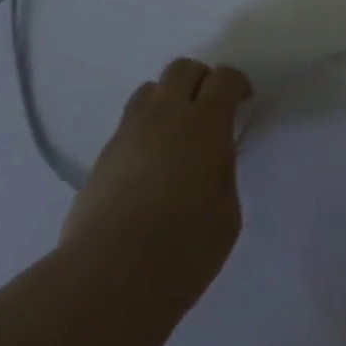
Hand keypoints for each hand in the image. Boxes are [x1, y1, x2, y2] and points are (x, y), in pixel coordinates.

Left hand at [60, 58, 252, 310]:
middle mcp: (165, 115)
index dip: (237, 84)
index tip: (243, 101)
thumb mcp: (227, 207)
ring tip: (175, 132)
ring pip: (148, 91)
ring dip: (167, 100)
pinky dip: (143, 132)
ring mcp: (128, 134)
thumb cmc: (186, 245)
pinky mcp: (101, 159)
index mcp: (206, 122)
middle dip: (200, 79)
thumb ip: (220, 172)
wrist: (112, 276)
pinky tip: (148, 166)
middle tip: (209, 108)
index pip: (224, 78)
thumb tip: (208, 163)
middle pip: (181, 69)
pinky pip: (127, 126)